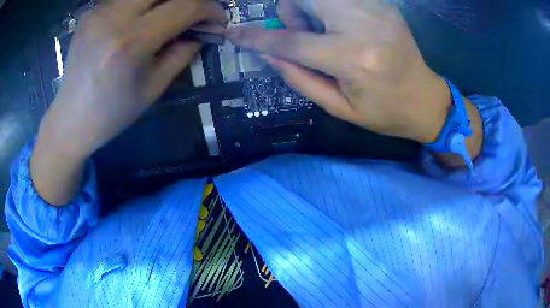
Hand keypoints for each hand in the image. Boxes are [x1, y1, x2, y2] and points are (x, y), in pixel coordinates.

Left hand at [41, 0, 225, 157]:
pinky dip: (140, 5)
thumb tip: (203, 31)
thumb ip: (183, 53)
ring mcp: (99, 11)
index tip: (217, 19)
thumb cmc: (112, 112)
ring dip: (163, 1)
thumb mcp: (153, 88)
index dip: (210, 8)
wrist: (71, 118)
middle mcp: (115, 17)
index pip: (185, 6)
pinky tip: (138, 19)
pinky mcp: (90, 12)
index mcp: (132, 42)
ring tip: (165, 17)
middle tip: (192, 13)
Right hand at [228, 0, 451, 142]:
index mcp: (353, 58)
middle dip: (293, 13)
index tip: (233, 34)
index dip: (256, 38)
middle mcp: (364, 25)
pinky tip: (344, 24)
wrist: (425, 98)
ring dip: (311, 7)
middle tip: (309, 35)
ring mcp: (376, 9)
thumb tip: (266, 53)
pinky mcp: (383, 4)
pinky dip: (330, 6)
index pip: (290, 42)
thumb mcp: (338, 107)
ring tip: (328, 30)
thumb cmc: (384, 112)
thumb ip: (298, 77)